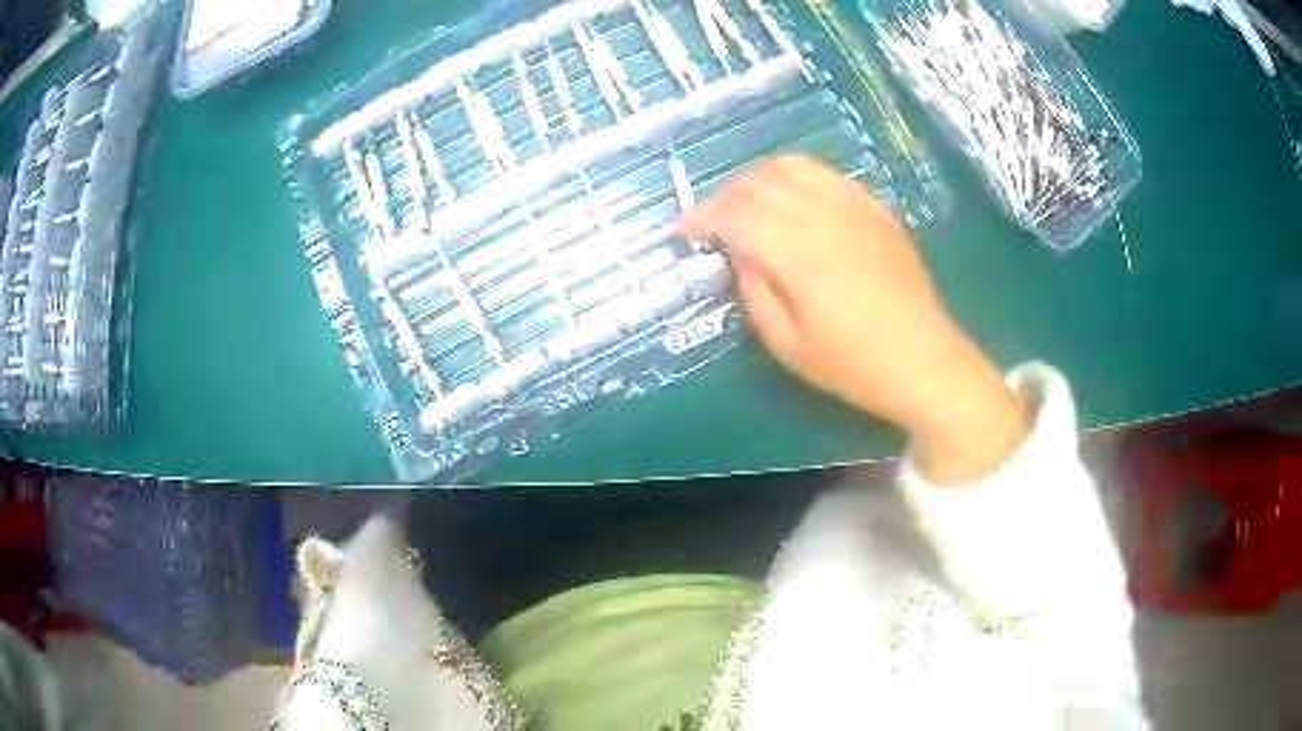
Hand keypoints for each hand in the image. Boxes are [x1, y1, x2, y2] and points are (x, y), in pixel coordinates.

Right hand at [678, 155, 1027, 483]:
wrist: (926, 360)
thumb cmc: (855, 366)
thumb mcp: (789, 346)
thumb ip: (755, 291)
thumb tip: (739, 253)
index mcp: (800, 253)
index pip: (737, 215)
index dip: (703, 217)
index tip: (683, 230)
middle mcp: (825, 215)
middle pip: (760, 182)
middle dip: (725, 195)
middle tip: (712, 220)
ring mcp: (855, 205)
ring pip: (793, 166)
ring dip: (758, 178)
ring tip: (746, 202)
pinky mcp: (875, 208)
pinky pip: (825, 175)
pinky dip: (796, 178)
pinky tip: (792, 202)